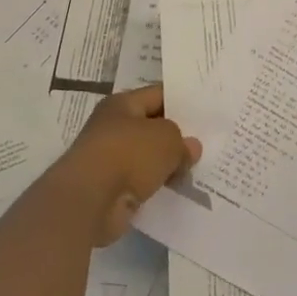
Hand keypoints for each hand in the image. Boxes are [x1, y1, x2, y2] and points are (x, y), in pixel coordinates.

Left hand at [56, 85, 201, 244]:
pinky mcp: (110, 188)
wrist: (89, 200)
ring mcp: (109, 158)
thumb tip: (191, 148)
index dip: (182, 102)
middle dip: (176, 136)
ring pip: (147, 157)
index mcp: (122, 104)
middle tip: (207, 142)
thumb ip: (182, 141)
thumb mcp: (167, 139)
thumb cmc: (128, 155)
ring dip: (167, 164)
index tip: (205, 112)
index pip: (158, 95)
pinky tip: (178, 190)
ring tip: (197, 169)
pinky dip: (156, 185)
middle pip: (152, 127)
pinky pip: (141, 181)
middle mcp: (112, 127)